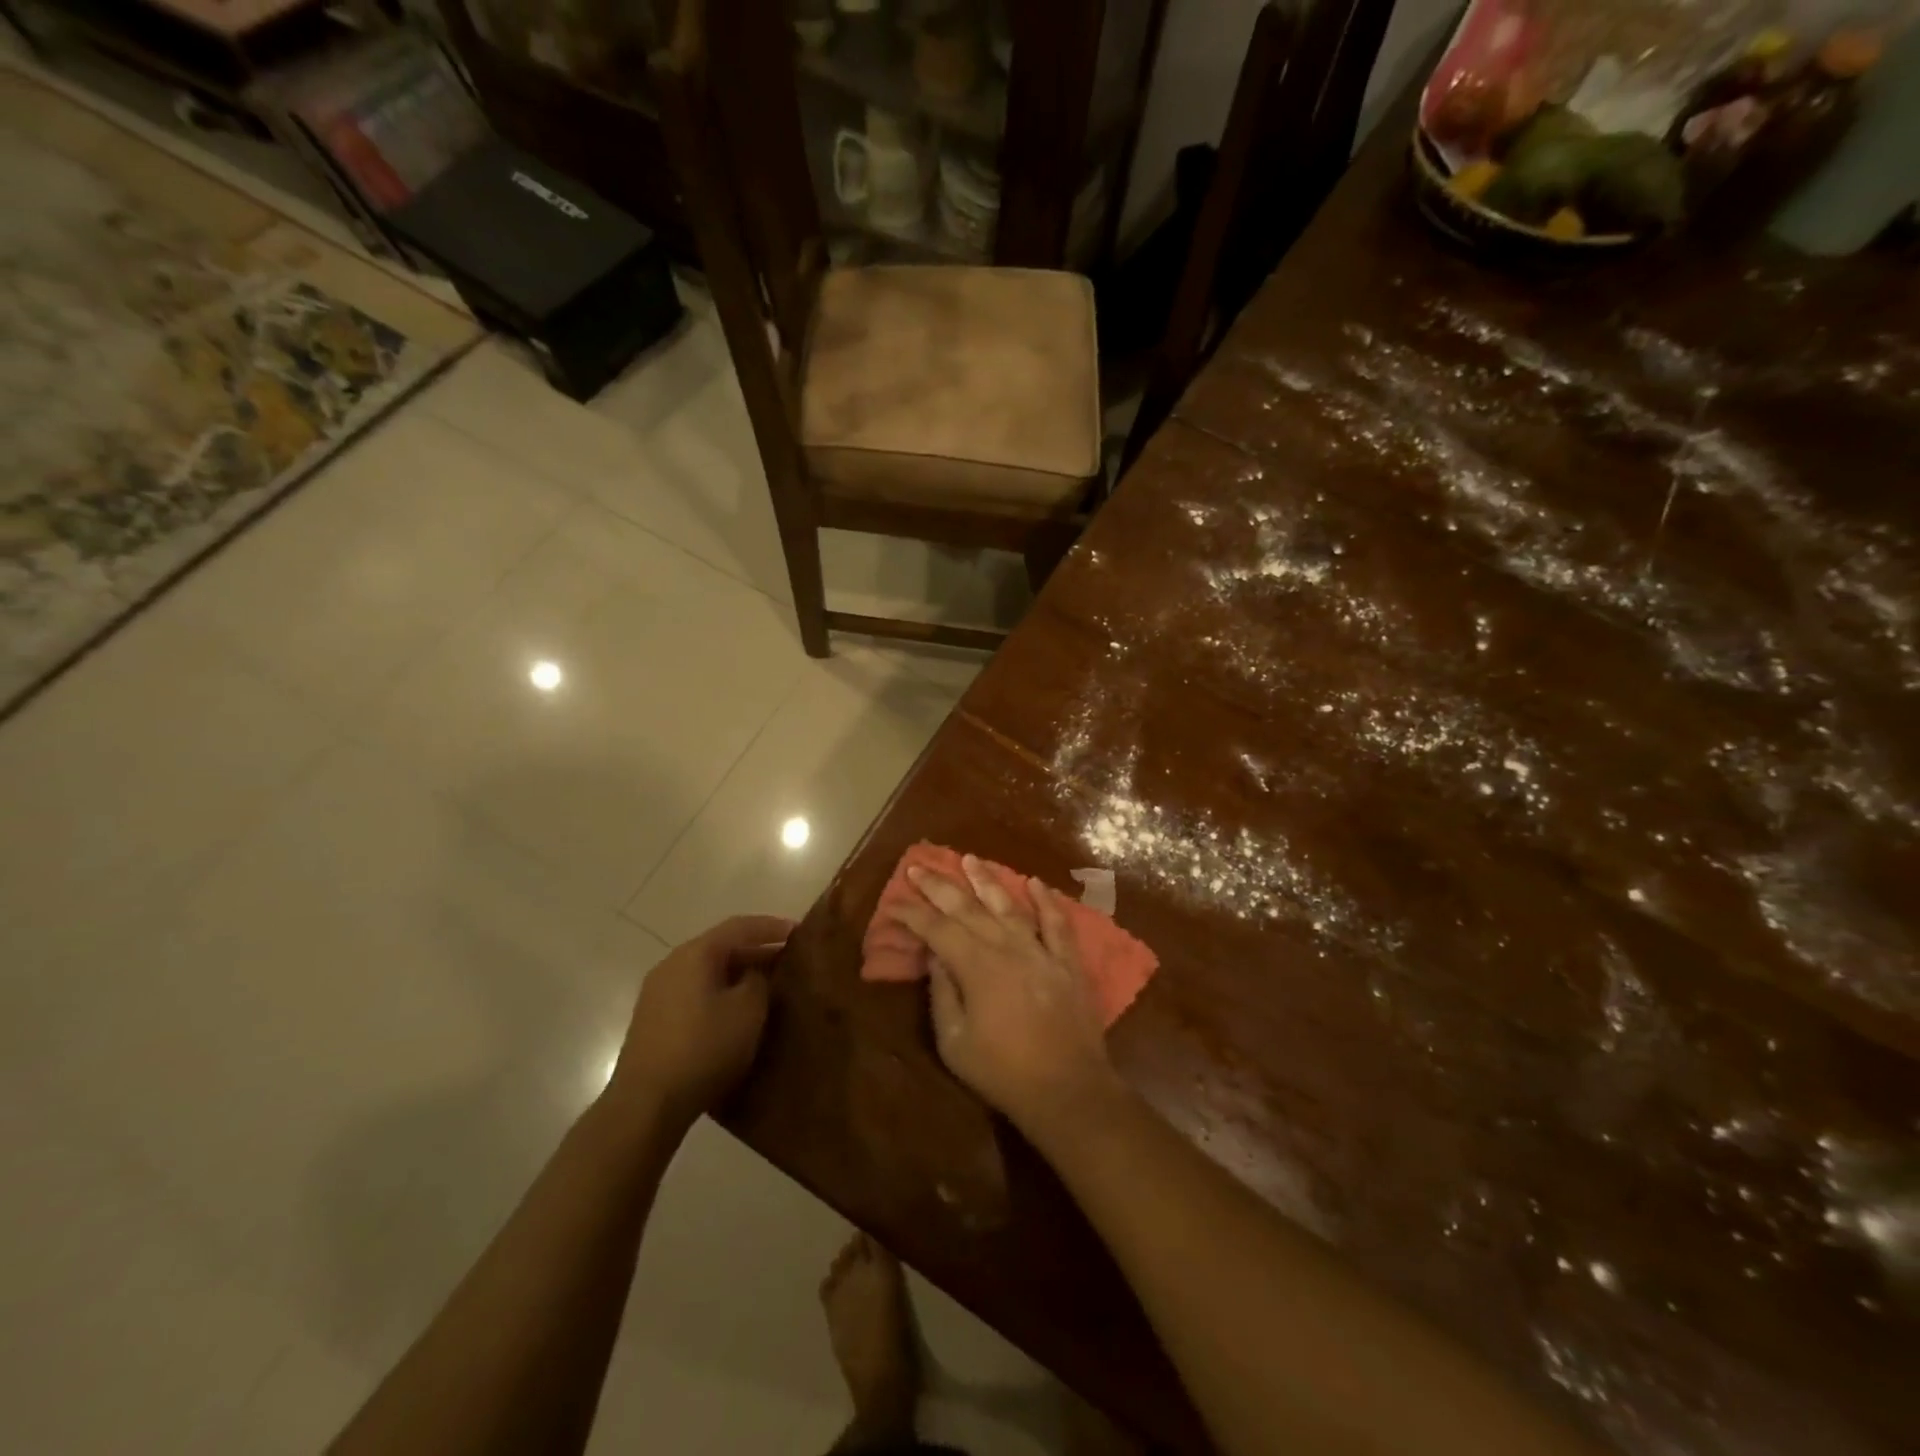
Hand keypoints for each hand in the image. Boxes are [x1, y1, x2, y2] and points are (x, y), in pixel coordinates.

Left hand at [607, 915, 794, 1132]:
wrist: (646, 1104)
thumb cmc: (704, 1048)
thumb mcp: (748, 1010)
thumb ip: (759, 980)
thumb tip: (755, 972)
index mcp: (695, 953)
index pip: (740, 926)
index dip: (772, 927)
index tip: (799, 932)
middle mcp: (672, 964)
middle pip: (721, 947)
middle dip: (756, 951)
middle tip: (787, 960)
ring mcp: (658, 993)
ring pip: (707, 972)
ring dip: (738, 974)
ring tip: (767, 986)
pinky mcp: (653, 1021)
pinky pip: (695, 993)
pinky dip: (720, 993)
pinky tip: (736, 1012)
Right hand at [884, 856, 1122, 1141]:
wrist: (1067, 1090)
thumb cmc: (1002, 1072)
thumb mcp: (955, 1042)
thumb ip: (942, 993)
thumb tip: (934, 955)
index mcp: (975, 967)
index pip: (936, 929)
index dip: (912, 913)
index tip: (893, 900)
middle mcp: (1006, 948)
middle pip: (968, 908)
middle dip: (940, 886)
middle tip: (919, 866)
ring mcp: (1040, 951)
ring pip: (1009, 906)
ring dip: (987, 881)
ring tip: (969, 859)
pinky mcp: (1067, 962)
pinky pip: (1057, 924)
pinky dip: (1046, 901)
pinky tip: (1035, 883)